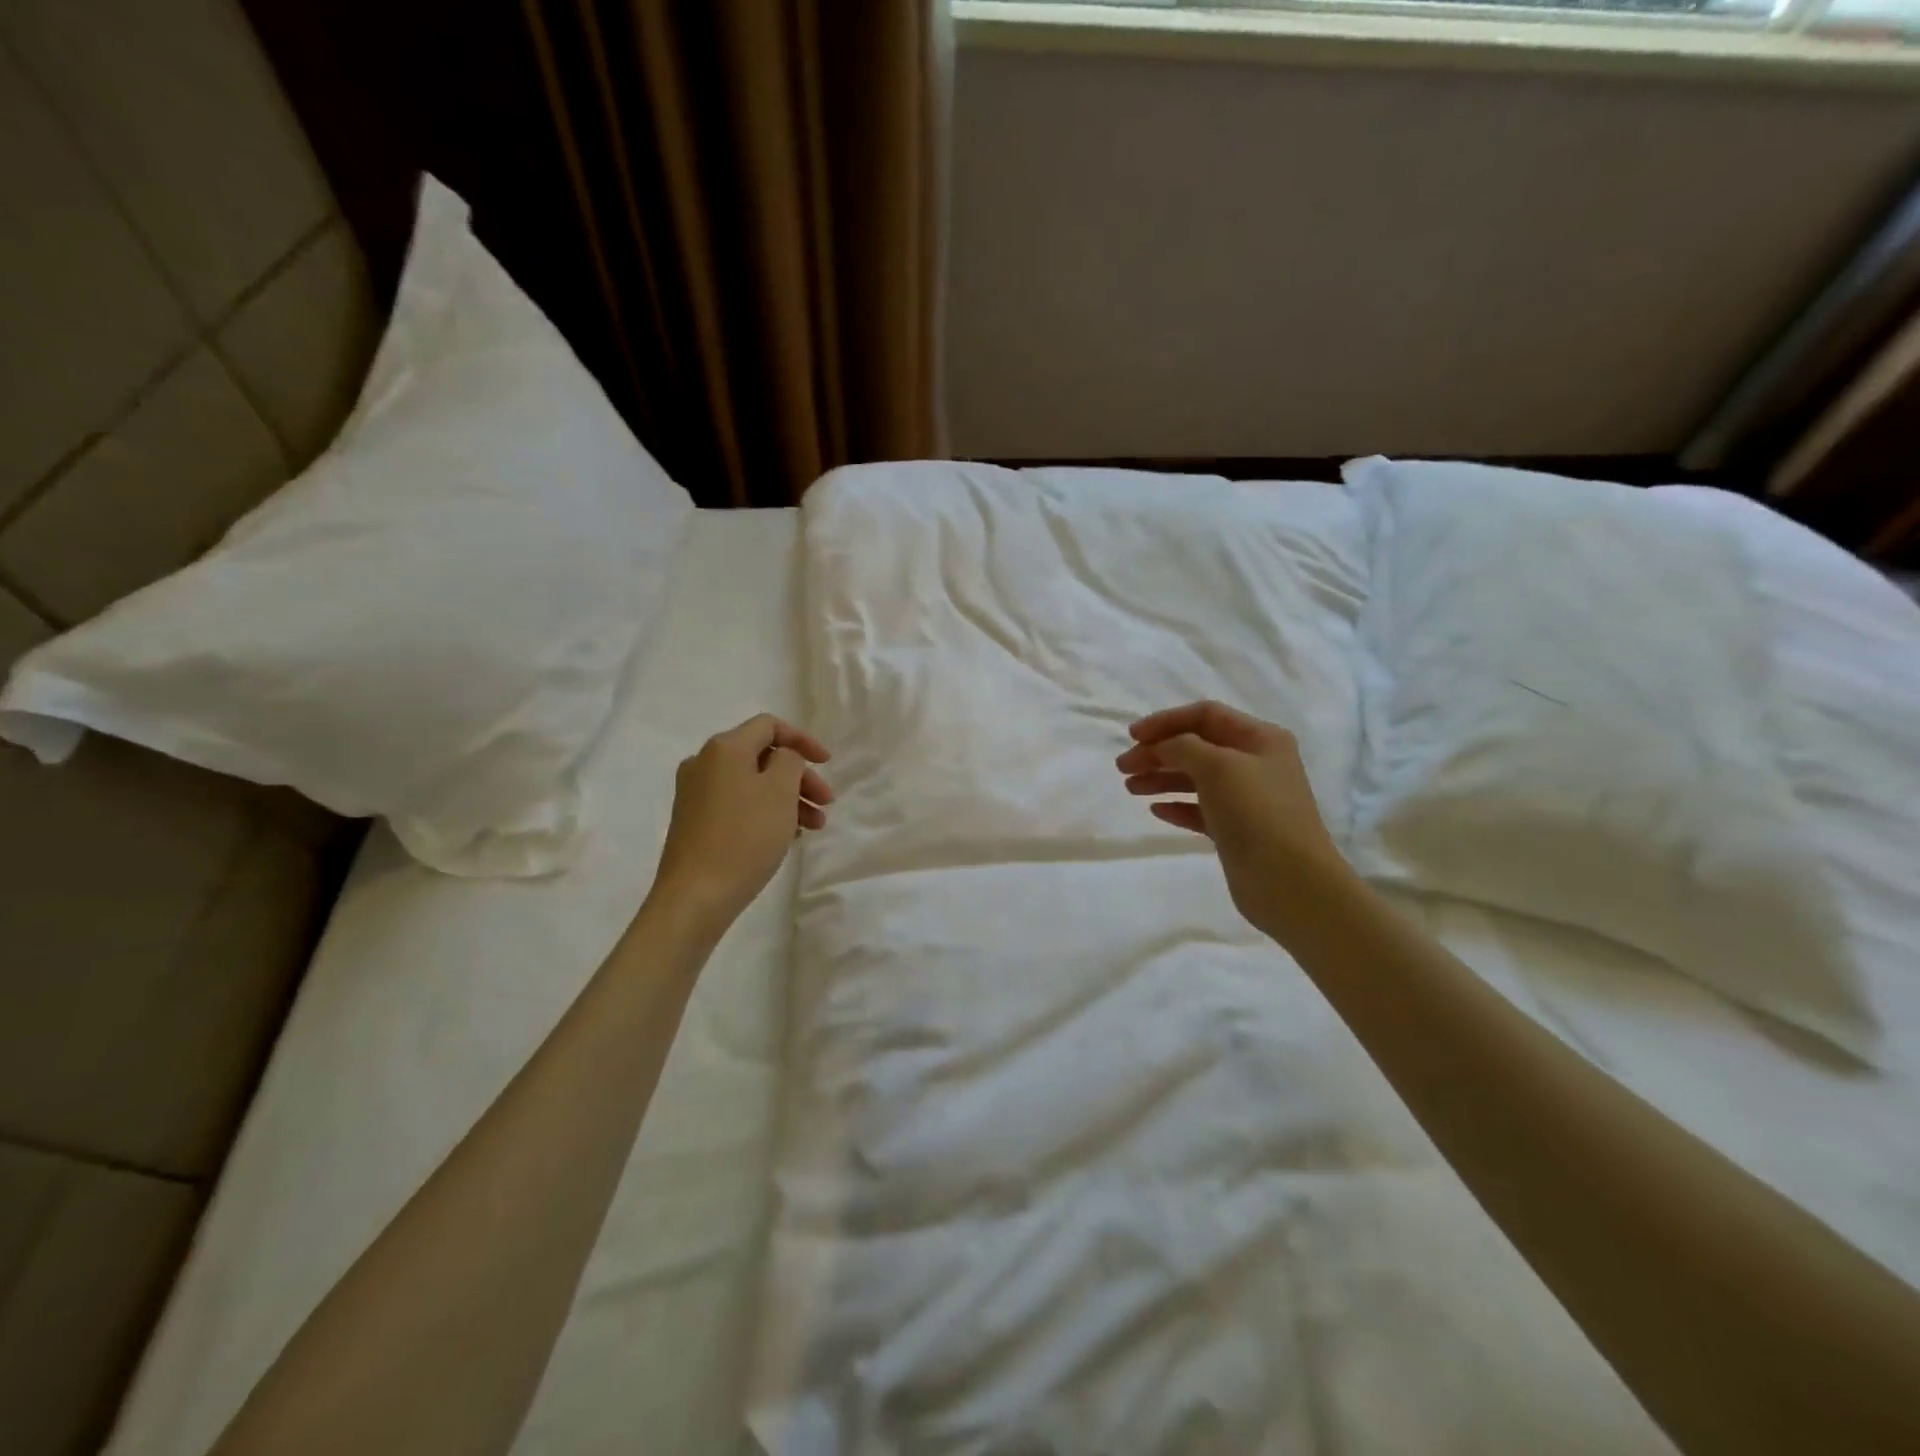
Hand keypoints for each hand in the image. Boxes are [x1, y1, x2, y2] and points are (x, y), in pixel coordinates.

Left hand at [650, 714, 832, 936]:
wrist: (695, 896)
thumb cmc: (744, 837)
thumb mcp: (780, 791)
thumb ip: (790, 761)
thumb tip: (783, 757)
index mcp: (724, 748)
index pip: (769, 726)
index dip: (803, 740)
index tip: (827, 764)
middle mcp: (704, 764)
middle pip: (762, 757)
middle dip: (799, 777)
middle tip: (826, 803)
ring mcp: (695, 794)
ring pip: (752, 784)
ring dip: (787, 798)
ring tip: (813, 827)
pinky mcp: (694, 822)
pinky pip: (738, 804)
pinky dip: (765, 812)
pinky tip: (785, 837)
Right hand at [1116, 700, 1344, 941]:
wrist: (1290, 881)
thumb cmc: (1256, 812)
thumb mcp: (1217, 766)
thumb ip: (1182, 747)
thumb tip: (1162, 747)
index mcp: (1260, 738)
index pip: (1206, 715)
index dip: (1166, 721)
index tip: (1132, 736)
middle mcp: (1255, 763)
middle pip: (1197, 746)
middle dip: (1158, 752)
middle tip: (1123, 767)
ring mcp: (1247, 798)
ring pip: (1195, 778)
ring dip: (1161, 778)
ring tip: (1130, 788)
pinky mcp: (1237, 830)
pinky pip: (1200, 809)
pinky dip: (1176, 805)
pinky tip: (1156, 810)